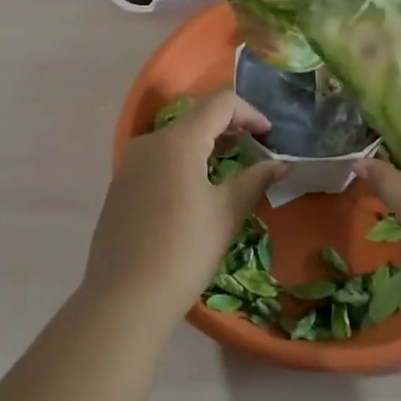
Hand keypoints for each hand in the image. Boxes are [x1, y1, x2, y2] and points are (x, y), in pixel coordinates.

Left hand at [84, 90, 285, 319]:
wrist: (126, 296)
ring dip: (205, 146)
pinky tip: (194, 191)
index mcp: (178, 140)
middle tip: (255, 149)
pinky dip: (182, 163)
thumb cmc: (185, 249)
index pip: (220, 104)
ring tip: (228, 168)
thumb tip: (281, 165)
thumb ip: (256, 180)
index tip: (270, 136)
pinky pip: (157, 161)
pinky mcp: (119, 187)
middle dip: (228, 128)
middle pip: (195, 119)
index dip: (250, 113)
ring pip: (174, 140)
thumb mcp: (227, 213)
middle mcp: (149, 142)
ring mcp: (129, 164)